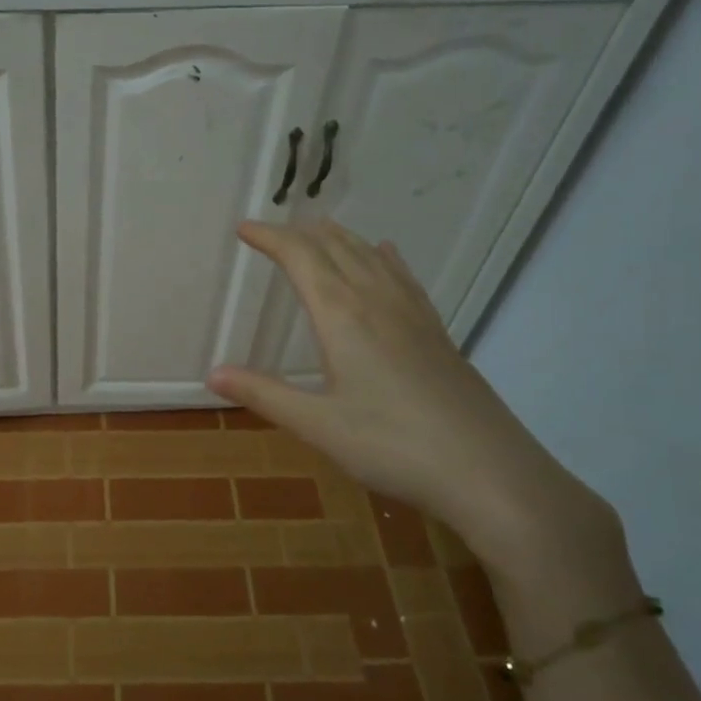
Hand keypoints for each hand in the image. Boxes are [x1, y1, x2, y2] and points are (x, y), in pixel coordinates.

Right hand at [208, 220, 629, 598]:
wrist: (488, 472)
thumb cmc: (392, 447)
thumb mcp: (318, 426)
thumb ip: (264, 395)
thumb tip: (213, 373)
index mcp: (343, 316)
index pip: (300, 258)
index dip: (270, 238)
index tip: (243, 229)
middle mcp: (378, 301)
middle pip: (336, 248)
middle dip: (300, 233)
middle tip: (271, 231)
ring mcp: (413, 314)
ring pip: (371, 256)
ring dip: (338, 238)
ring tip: (317, 231)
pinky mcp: (436, 332)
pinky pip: (402, 276)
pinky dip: (381, 256)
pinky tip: (384, 254)